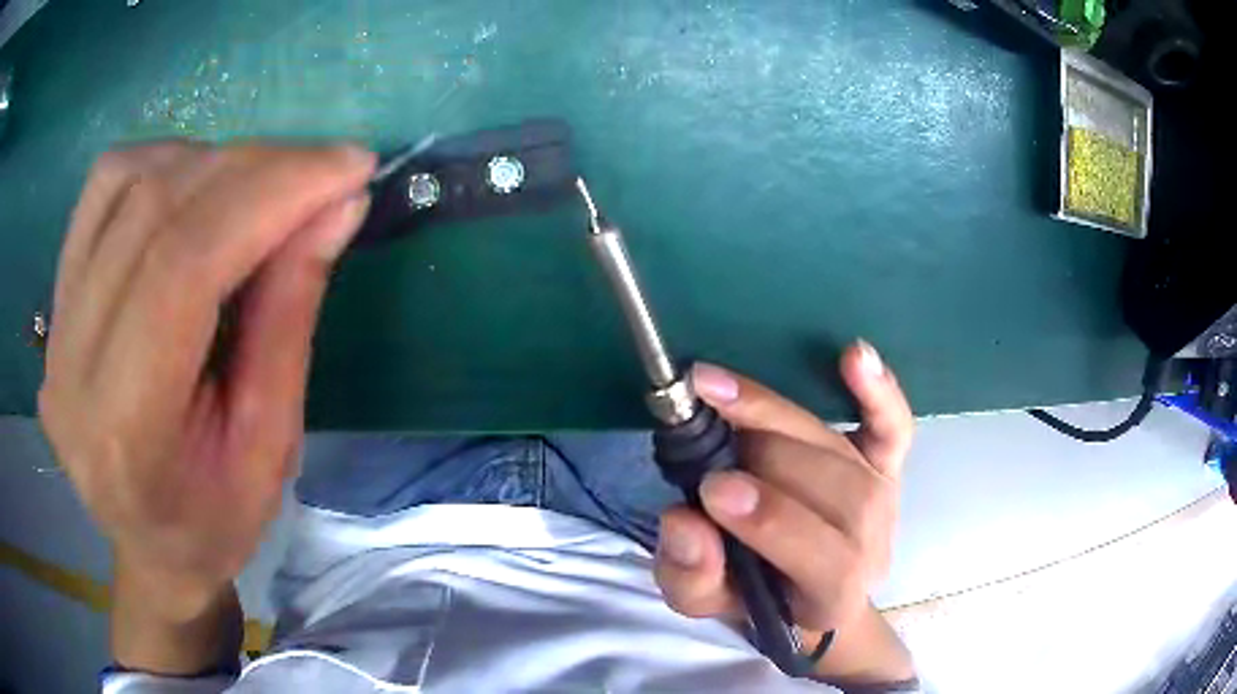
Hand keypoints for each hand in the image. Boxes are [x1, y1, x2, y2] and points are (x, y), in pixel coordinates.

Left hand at [39, 142, 374, 621]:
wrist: (149, 544)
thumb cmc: (216, 519)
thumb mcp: (272, 445)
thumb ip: (289, 316)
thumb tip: (337, 204)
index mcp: (126, 430)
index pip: (184, 264)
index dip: (270, 193)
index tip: (347, 167)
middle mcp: (72, 366)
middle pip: (155, 209)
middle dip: (254, 168)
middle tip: (322, 171)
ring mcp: (56, 326)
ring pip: (127, 180)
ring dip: (210, 162)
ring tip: (260, 189)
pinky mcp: (56, 298)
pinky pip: (103, 187)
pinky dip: (163, 165)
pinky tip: (197, 192)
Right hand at [654, 343, 914, 683]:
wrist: (803, 587)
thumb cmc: (754, 597)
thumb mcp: (704, 602)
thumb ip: (691, 576)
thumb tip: (684, 521)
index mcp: (833, 596)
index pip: (827, 561)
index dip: (775, 522)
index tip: (714, 491)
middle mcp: (872, 545)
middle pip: (841, 494)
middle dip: (770, 460)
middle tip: (705, 434)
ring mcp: (884, 498)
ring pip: (846, 453)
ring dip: (782, 419)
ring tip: (723, 396)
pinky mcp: (886, 463)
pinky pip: (892, 426)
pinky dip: (878, 390)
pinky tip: (854, 355)